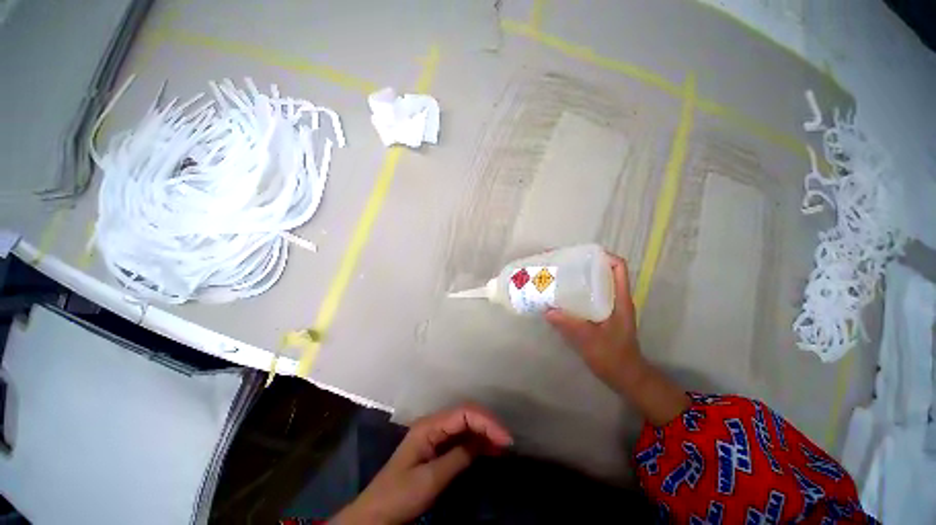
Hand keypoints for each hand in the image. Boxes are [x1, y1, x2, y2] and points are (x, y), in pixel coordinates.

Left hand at [333, 404, 512, 524]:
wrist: (376, 513)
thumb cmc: (399, 495)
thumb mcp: (430, 479)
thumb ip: (457, 457)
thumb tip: (481, 442)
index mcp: (429, 426)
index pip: (463, 413)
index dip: (486, 422)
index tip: (505, 438)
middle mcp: (433, 424)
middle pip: (466, 414)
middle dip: (487, 424)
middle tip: (507, 441)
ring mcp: (435, 435)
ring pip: (465, 424)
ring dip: (484, 432)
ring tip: (502, 445)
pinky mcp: (437, 447)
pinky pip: (461, 438)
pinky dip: (476, 442)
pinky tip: (488, 449)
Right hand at [546, 252, 689, 425]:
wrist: (625, 377)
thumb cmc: (614, 357)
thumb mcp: (591, 341)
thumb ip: (571, 326)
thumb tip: (547, 310)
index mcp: (619, 299)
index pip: (618, 268)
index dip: (603, 256)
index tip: (580, 254)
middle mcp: (614, 299)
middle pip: (602, 272)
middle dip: (582, 265)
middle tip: (560, 264)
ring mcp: (607, 307)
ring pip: (593, 284)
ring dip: (577, 278)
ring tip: (556, 276)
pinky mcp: (599, 316)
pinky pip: (587, 297)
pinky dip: (574, 293)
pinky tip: (558, 298)